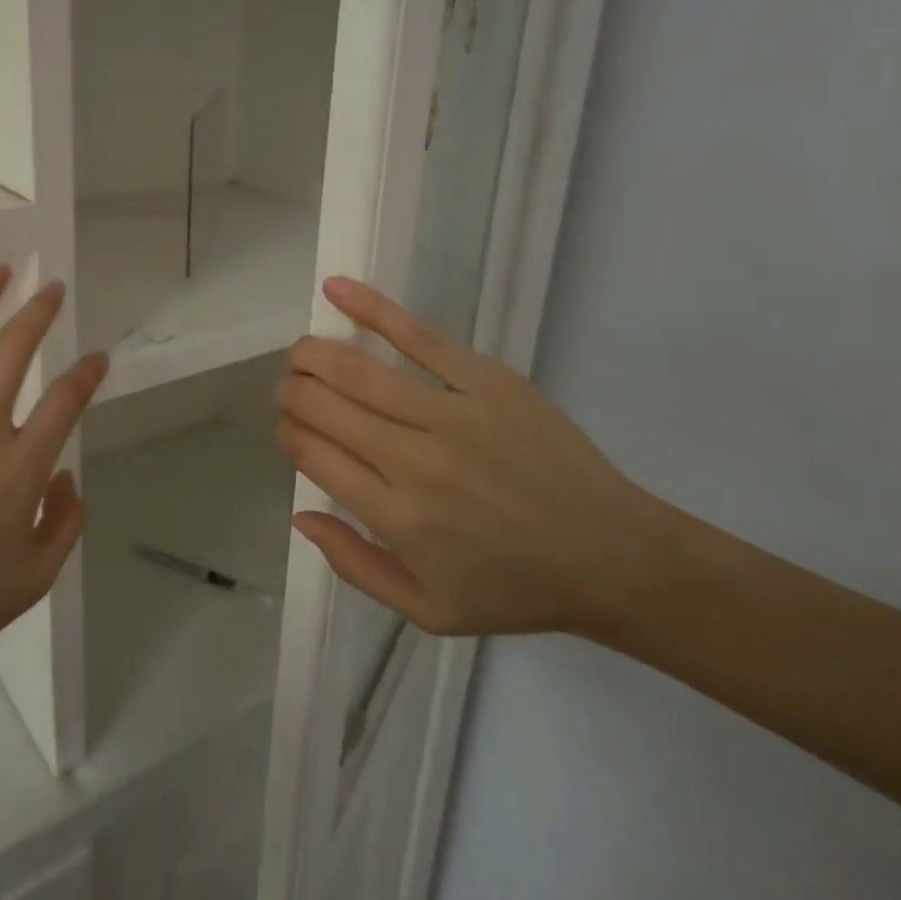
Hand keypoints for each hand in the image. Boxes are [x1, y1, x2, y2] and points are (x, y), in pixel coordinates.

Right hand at [275, 276, 669, 637]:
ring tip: (300, 352)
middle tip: (291, 390)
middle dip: (292, 392)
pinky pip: (419, 336)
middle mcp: (414, 462)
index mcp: (397, 518)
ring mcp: (452, 415)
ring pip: (357, 370)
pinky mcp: (487, 381)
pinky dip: (371, 309)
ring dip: (313, 354)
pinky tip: (335, 289)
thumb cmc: (514, 588)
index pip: (313, 454)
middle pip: (324, 407)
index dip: (288, 433)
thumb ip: (355, 565)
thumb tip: (299, 515)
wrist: (612, 556)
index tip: (291, 430)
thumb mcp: (427, 610)